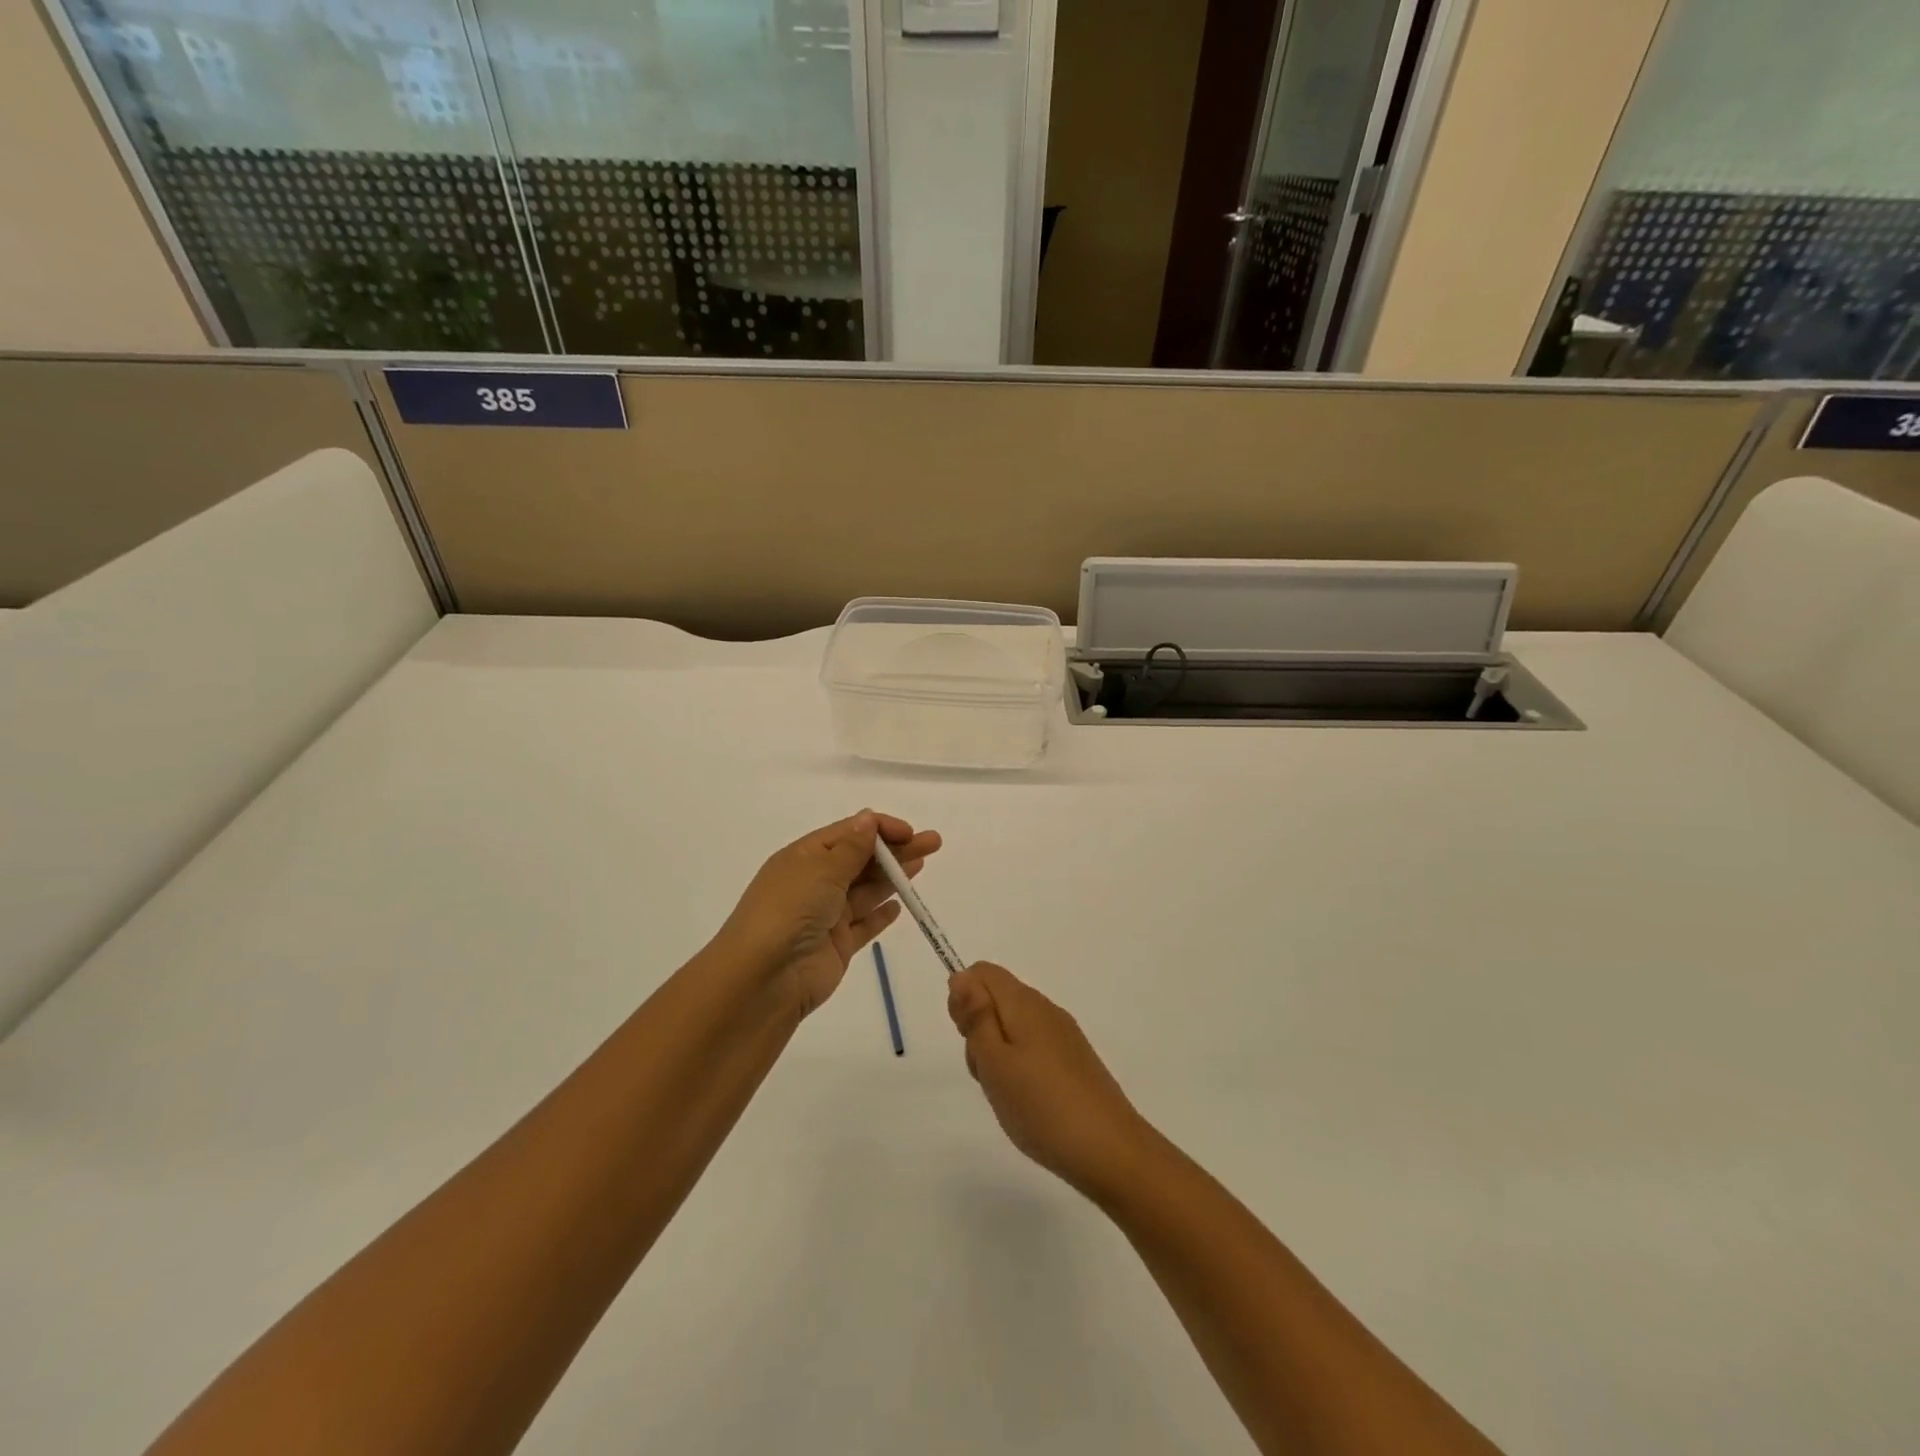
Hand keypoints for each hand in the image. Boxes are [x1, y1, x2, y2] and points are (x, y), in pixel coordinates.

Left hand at [716, 811, 940, 1016]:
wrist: (765, 977)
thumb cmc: (790, 910)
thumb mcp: (821, 869)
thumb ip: (852, 847)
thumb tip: (869, 819)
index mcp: (803, 857)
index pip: (848, 833)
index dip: (880, 829)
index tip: (909, 832)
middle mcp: (814, 883)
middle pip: (862, 860)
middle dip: (896, 851)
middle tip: (932, 843)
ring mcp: (826, 916)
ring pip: (867, 890)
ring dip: (893, 877)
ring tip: (923, 866)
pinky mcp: (837, 947)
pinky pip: (864, 925)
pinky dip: (881, 914)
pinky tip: (900, 905)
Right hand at [947, 963, 1155, 1201]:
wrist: (1110, 1150)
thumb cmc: (1041, 1106)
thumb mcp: (995, 1062)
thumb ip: (976, 1016)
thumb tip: (961, 976)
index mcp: (1025, 1003)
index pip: (982, 973)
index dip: (964, 999)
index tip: (967, 1038)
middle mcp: (1045, 1009)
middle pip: (997, 999)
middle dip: (979, 1030)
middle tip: (986, 1073)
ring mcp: (1063, 1035)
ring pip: (1013, 1027)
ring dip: (997, 1054)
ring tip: (1006, 1093)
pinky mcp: (1074, 1060)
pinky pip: (1033, 1048)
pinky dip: (1019, 1068)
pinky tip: (1027, 1101)